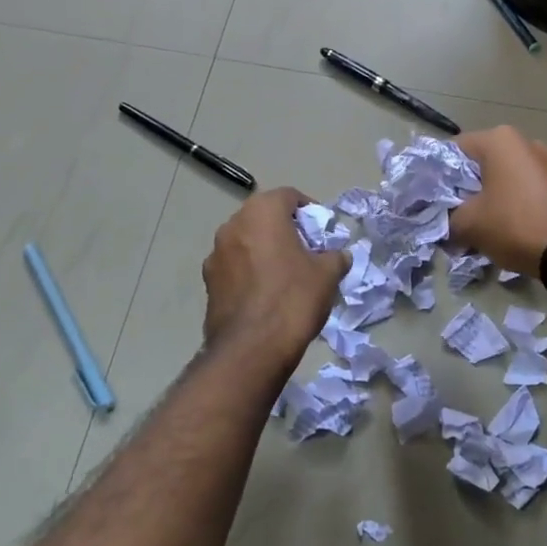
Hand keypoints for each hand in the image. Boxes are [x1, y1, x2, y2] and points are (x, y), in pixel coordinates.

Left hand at [202, 187, 347, 363]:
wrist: (251, 350)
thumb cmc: (293, 298)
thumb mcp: (327, 274)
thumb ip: (335, 256)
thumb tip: (338, 255)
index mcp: (261, 212)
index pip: (289, 196)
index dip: (310, 210)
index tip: (322, 231)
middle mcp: (233, 225)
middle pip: (265, 217)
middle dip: (286, 230)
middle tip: (307, 251)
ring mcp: (215, 254)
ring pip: (247, 242)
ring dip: (265, 250)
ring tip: (286, 275)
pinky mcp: (208, 283)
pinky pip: (235, 267)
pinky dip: (250, 272)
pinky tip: (266, 295)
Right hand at [448, 126, 546, 276]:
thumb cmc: (515, 225)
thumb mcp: (469, 224)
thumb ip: (448, 217)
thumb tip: (446, 223)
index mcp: (499, 140)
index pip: (454, 149)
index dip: (438, 175)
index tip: (432, 199)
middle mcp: (525, 142)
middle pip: (481, 163)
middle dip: (466, 189)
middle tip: (454, 216)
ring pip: (505, 177)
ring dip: (490, 198)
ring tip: (481, 227)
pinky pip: (527, 189)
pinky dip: (514, 204)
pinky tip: (509, 229)